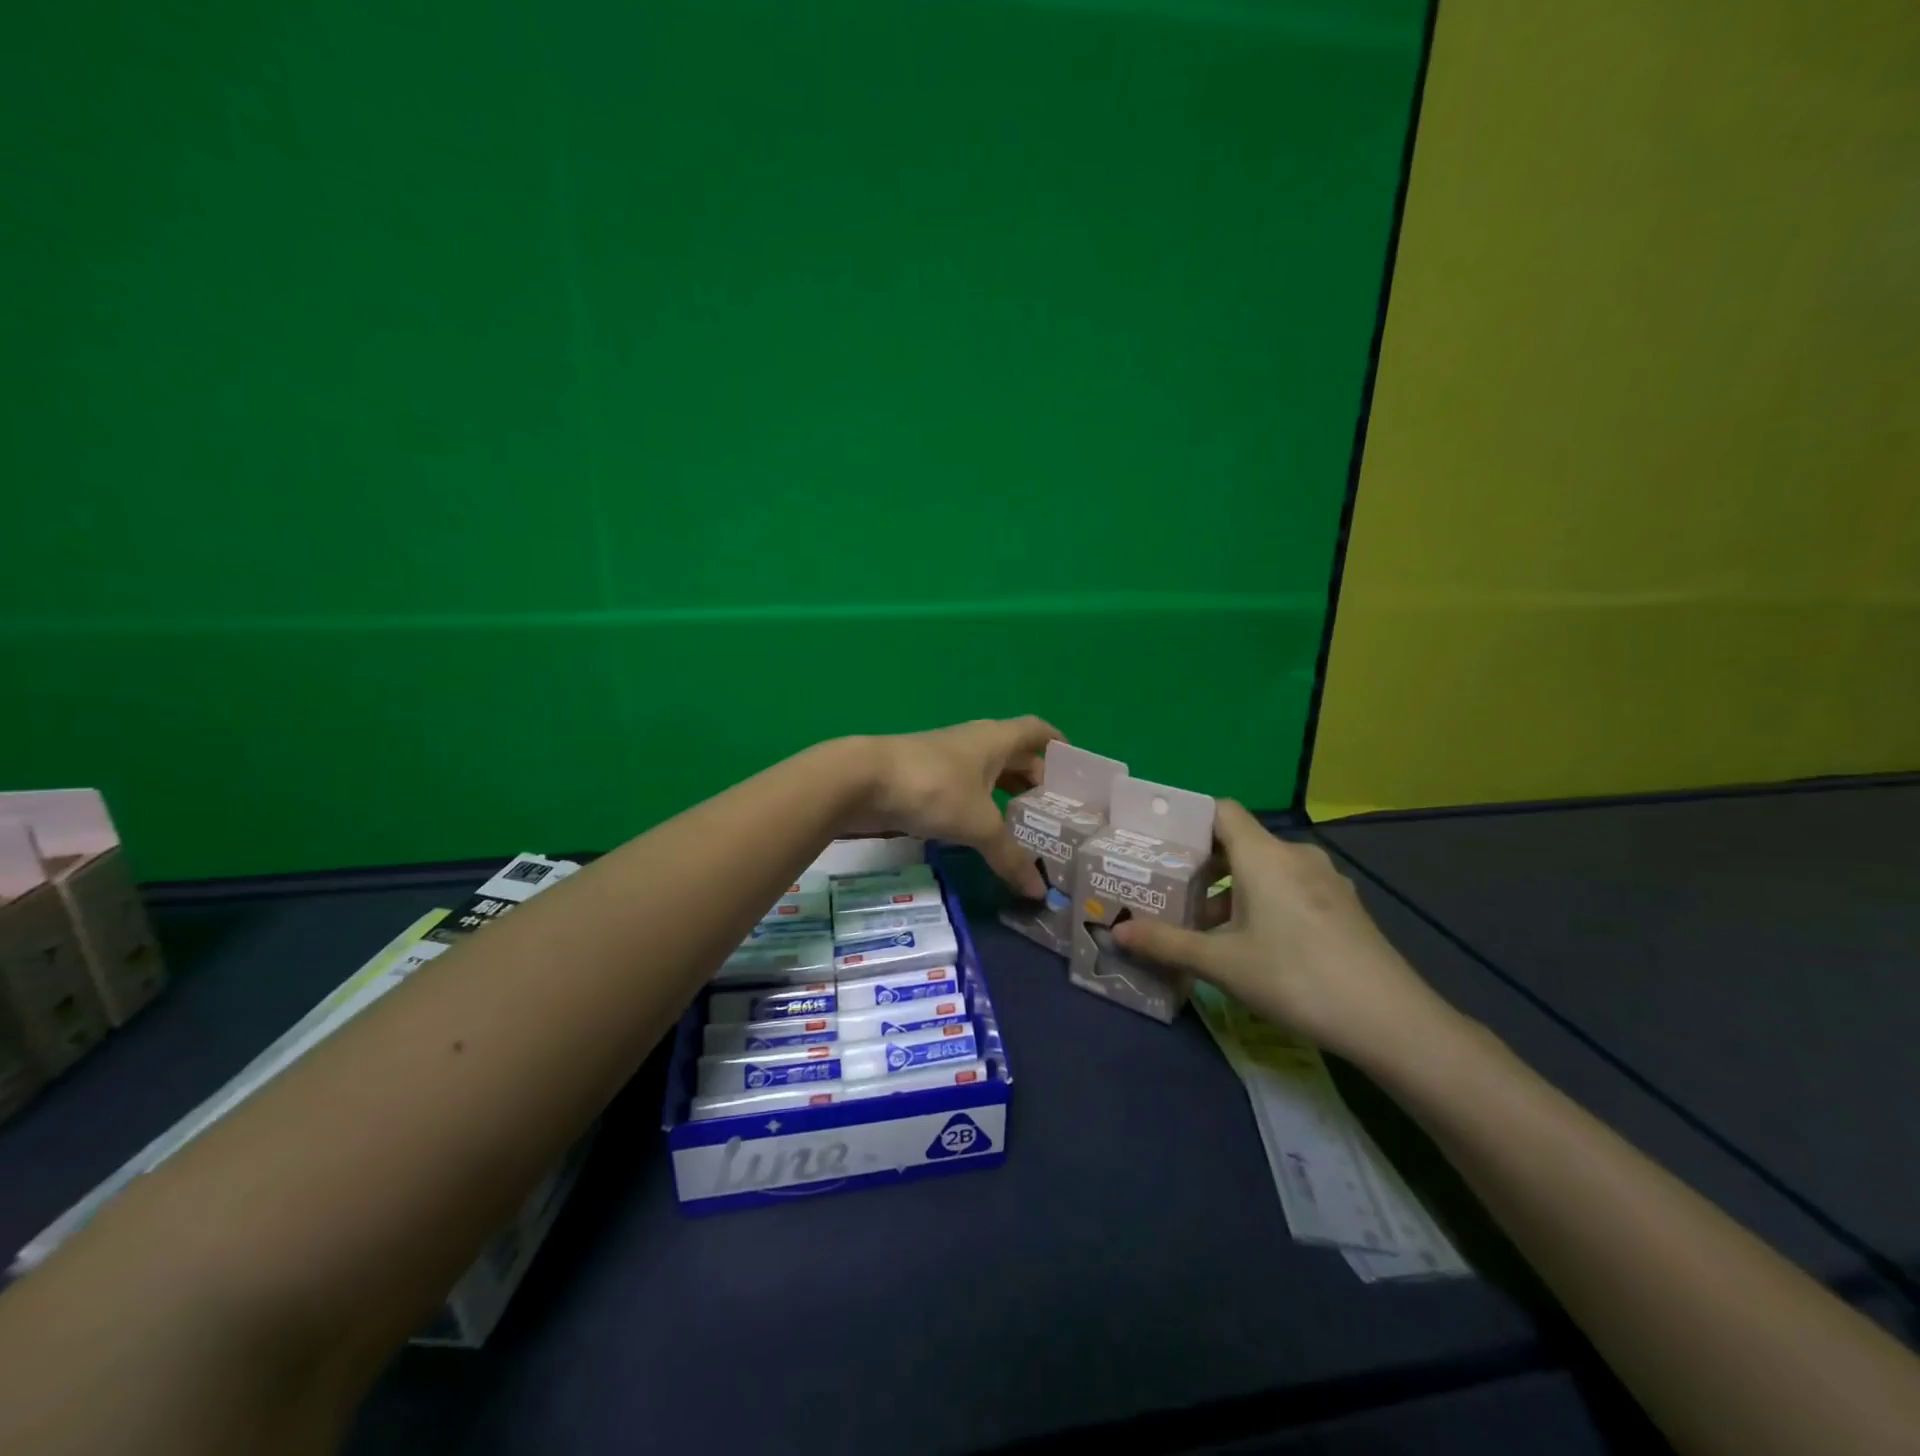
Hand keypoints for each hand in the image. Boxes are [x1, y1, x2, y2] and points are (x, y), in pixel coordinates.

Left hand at [851, 717, 1062, 896]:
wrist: (861, 780)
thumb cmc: (932, 788)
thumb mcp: (978, 825)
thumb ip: (1010, 856)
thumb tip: (1039, 891)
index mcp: (996, 739)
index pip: (1038, 731)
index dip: (1060, 747)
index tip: (1077, 773)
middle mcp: (975, 742)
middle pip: (1016, 755)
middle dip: (1037, 780)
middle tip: (1057, 814)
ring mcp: (948, 759)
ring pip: (989, 774)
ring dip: (1008, 795)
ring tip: (1028, 827)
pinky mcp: (926, 778)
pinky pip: (967, 789)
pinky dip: (982, 806)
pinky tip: (985, 832)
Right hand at [1112, 801, 1448, 1059]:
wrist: (1390, 1020)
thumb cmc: (1294, 977)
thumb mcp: (1221, 963)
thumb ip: (1166, 943)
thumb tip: (1117, 933)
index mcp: (1263, 855)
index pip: (1220, 811)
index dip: (1189, 821)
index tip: (1161, 846)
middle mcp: (1296, 855)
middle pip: (1240, 842)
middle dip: (1204, 867)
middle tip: (1174, 894)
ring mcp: (1327, 880)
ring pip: (1267, 869)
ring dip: (1234, 890)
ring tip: (1209, 928)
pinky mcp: (1345, 906)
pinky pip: (1292, 888)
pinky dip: (1266, 902)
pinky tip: (1257, 944)